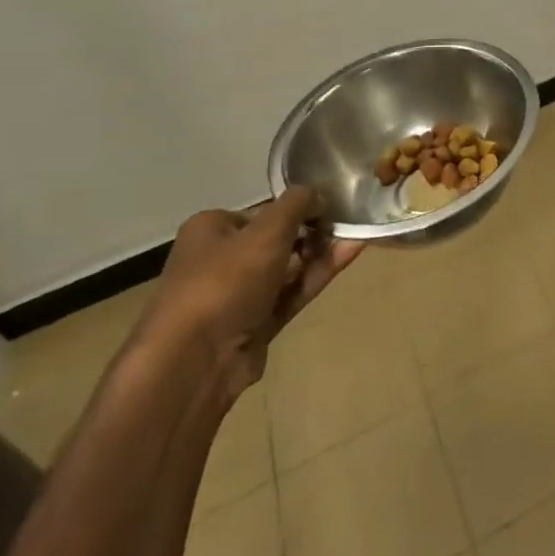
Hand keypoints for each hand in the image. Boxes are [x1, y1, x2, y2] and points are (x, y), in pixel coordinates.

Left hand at [135, 187, 361, 403]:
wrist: (196, 360)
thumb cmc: (226, 280)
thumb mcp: (268, 229)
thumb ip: (299, 203)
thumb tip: (319, 195)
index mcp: (211, 229)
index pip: (263, 210)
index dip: (297, 207)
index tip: (330, 206)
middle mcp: (219, 259)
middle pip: (277, 238)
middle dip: (313, 231)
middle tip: (347, 224)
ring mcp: (237, 295)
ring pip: (287, 267)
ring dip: (320, 252)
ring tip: (358, 235)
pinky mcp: (254, 323)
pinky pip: (291, 292)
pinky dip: (317, 274)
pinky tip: (350, 254)